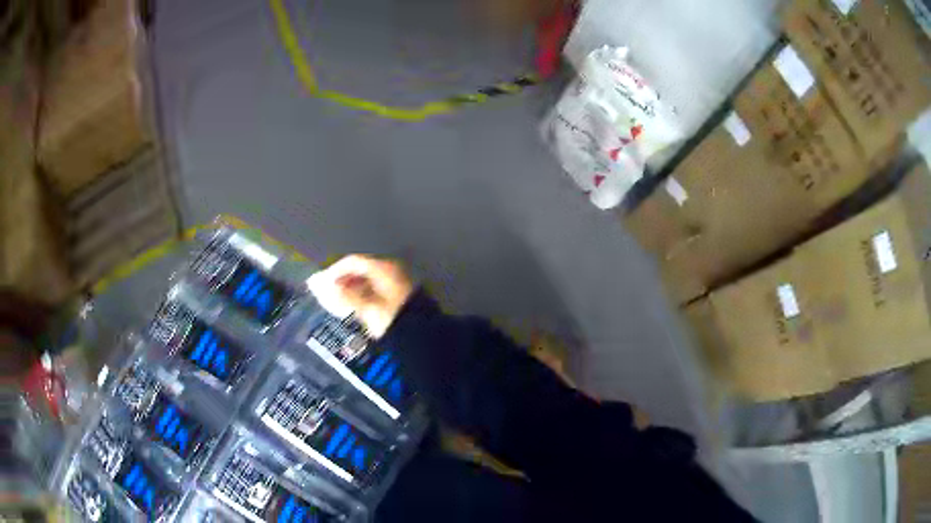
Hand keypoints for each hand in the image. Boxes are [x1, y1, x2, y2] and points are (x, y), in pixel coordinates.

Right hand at [307, 254, 414, 337]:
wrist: (424, 336)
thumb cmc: (392, 320)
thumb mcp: (367, 309)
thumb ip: (345, 296)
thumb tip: (325, 288)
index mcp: (382, 268)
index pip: (352, 261)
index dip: (334, 271)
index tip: (321, 283)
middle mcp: (390, 268)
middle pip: (360, 268)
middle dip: (343, 279)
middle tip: (328, 293)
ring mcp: (397, 279)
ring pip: (368, 278)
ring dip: (352, 287)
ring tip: (339, 301)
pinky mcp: (400, 292)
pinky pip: (376, 286)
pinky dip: (363, 293)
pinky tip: (356, 305)